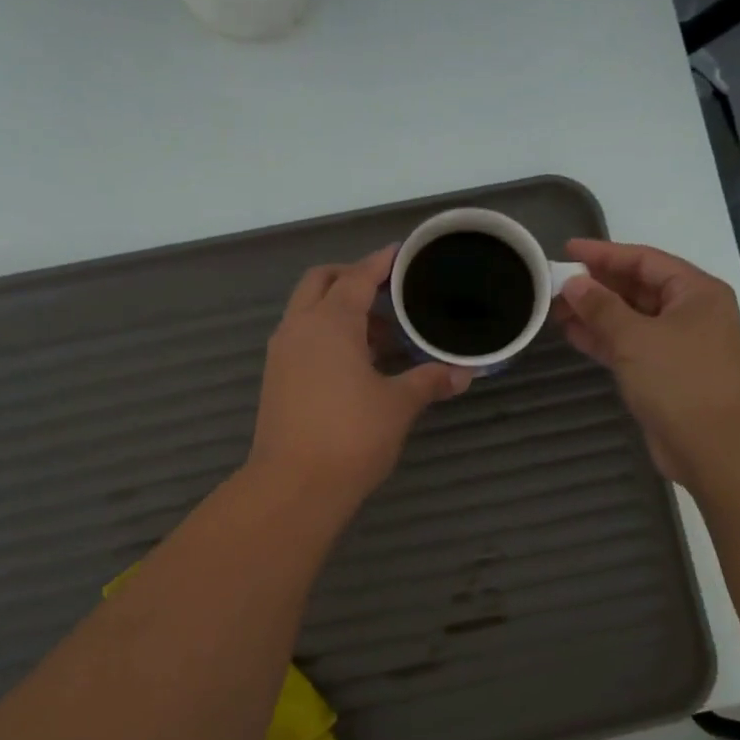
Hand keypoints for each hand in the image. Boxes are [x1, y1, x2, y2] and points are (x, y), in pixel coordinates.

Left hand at [247, 245, 472, 514]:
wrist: (294, 486)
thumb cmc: (351, 437)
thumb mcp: (398, 405)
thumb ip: (429, 381)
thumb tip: (463, 373)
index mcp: (329, 323)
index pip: (357, 277)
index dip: (380, 263)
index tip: (401, 254)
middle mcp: (299, 328)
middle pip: (321, 282)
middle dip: (351, 277)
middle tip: (387, 291)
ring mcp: (282, 354)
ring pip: (307, 311)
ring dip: (338, 309)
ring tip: (380, 331)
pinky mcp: (276, 379)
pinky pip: (302, 338)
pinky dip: (326, 334)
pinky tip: (356, 361)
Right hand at [554, 240, 739, 487]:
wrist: (716, 446)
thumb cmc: (681, 381)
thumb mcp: (637, 337)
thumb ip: (602, 308)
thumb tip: (573, 284)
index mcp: (694, 292)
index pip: (644, 260)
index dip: (604, 254)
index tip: (566, 251)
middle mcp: (688, 313)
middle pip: (636, 288)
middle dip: (596, 285)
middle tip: (554, 283)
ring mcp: (675, 346)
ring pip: (629, 320)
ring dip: (594, 314)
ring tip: (554, 308)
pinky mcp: (662, 375)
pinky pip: (628, 347)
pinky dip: (602, 340)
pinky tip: (572, 334)